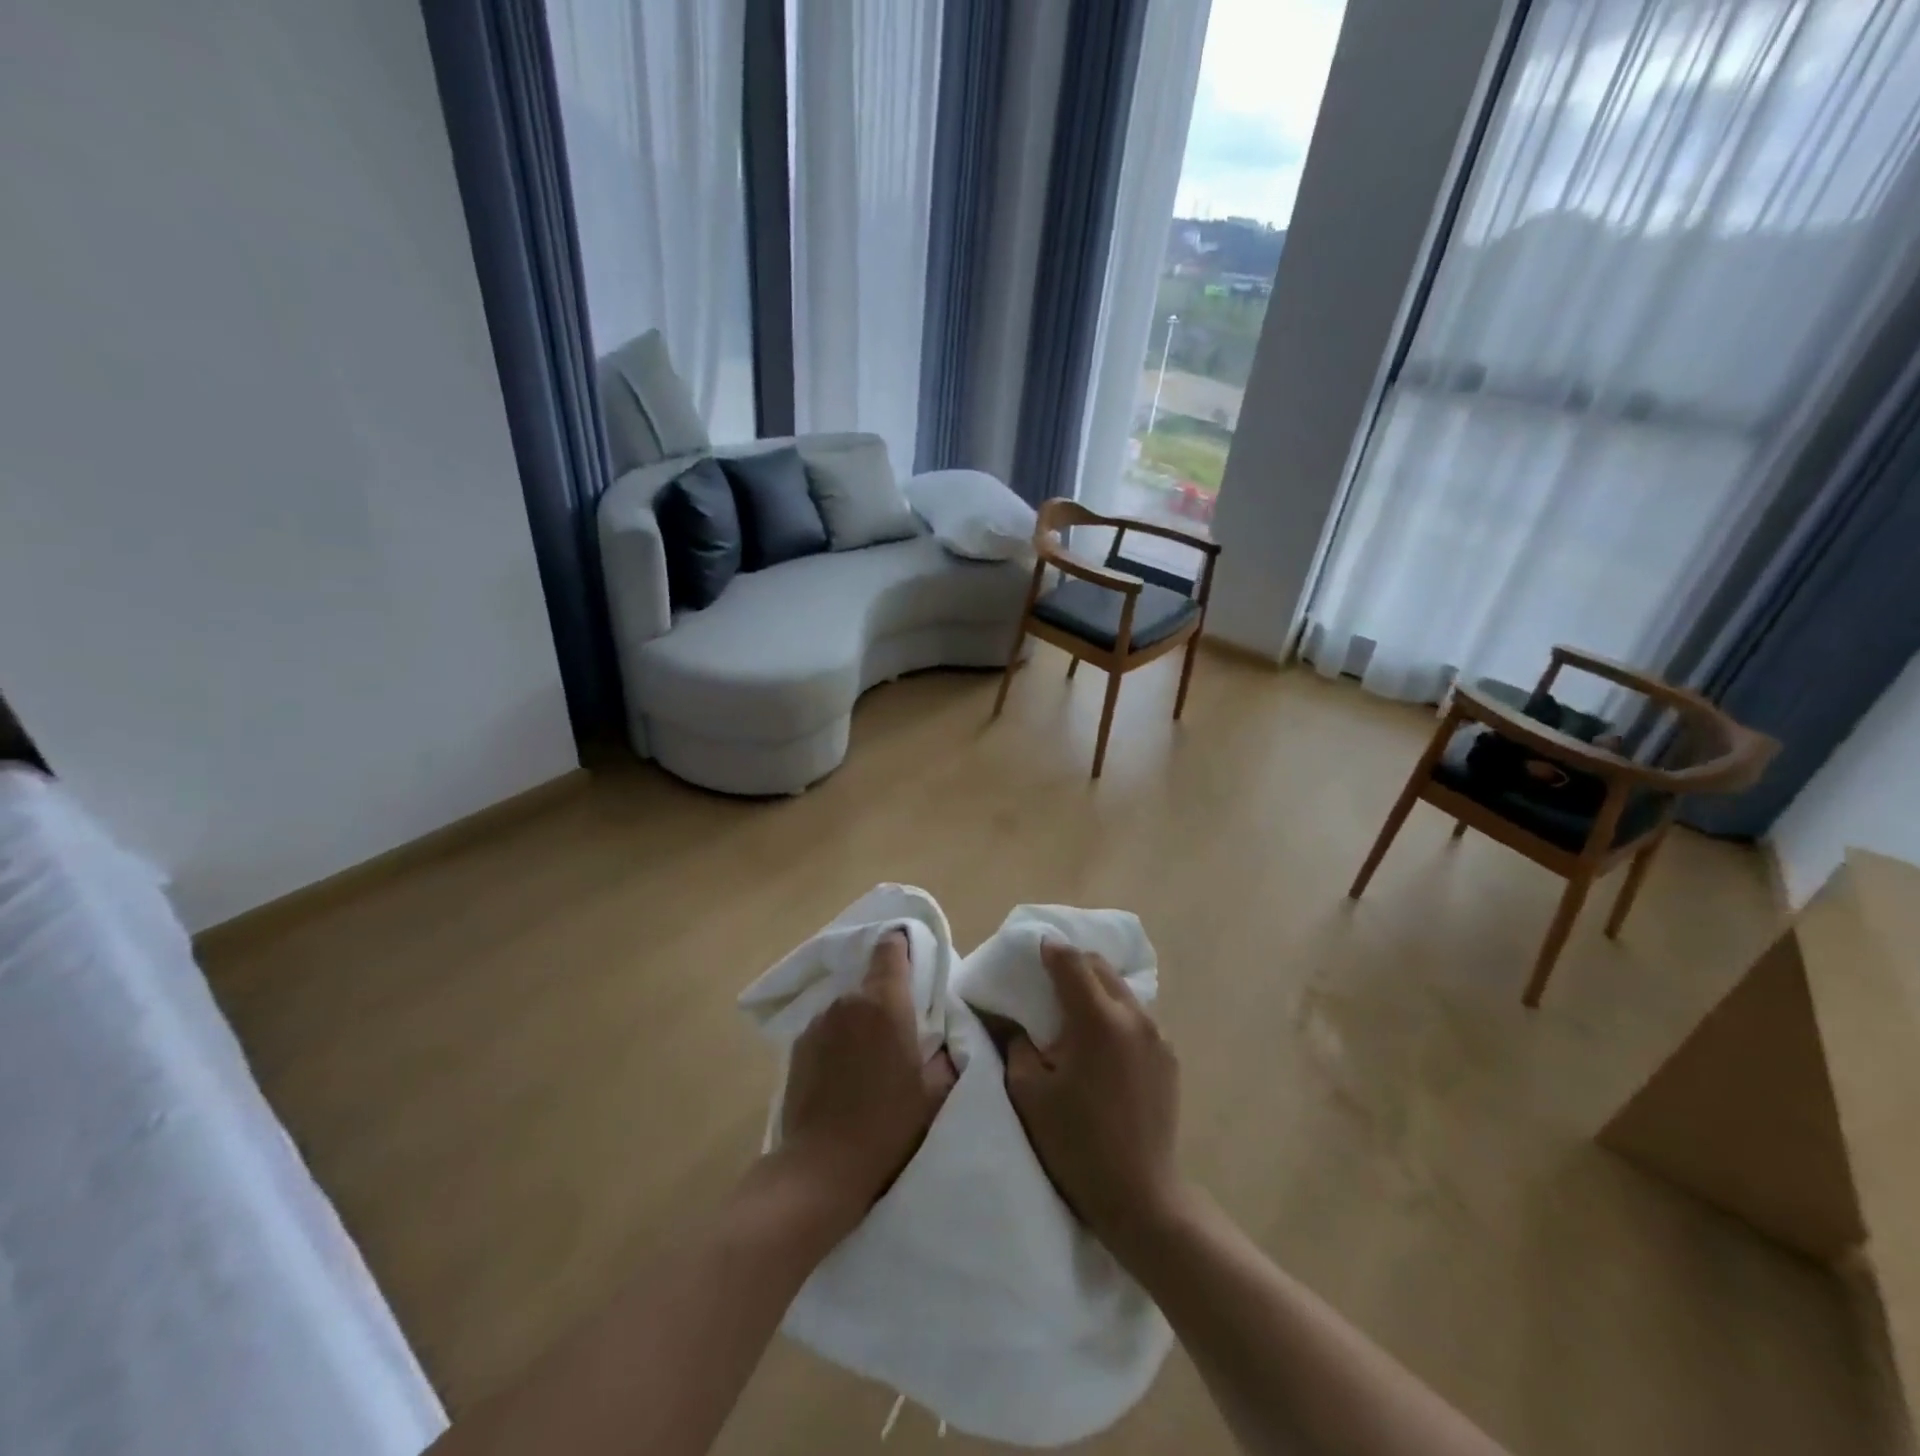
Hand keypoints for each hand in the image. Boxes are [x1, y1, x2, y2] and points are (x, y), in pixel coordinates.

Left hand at [777, 930, 955, 1235]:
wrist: (821, 1167)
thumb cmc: (887, 1125)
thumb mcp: (934, 1093)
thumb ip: (946, 1054)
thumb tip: (944, 1038)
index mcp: (885, 1003)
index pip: (891, 948)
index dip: (903, 946)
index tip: (915, 960)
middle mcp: (849, 1001)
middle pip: (871, 981)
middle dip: (887, 997)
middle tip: (902, 1031)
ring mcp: (819, 1021)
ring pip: (849, 1006)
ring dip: (861, 1020)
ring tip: (870, 1059)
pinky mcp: (799, 1045)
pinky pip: (828, 1028)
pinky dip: (839, 1040)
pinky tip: (844, 1075)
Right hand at [1006, 941, 1185, 1253]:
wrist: (1141, 1197)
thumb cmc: (1076, 1144)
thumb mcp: (1029, 1092)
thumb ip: (1018, 1043)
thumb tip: (1017, 1019)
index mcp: (1097, 1019)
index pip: (1070, 961)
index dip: (1048, 950)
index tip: (1032, 949)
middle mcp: (1133, 1016)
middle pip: (1099, 967)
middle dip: (1072, 963)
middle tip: (1047, 978)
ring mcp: (1157, 1035)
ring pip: (1121, 989)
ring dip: (1095, 987)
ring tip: (1073, 1008)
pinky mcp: (1169, 1056)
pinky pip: (1136, 1016)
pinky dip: (1114, 1012)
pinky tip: (1100, 1040)